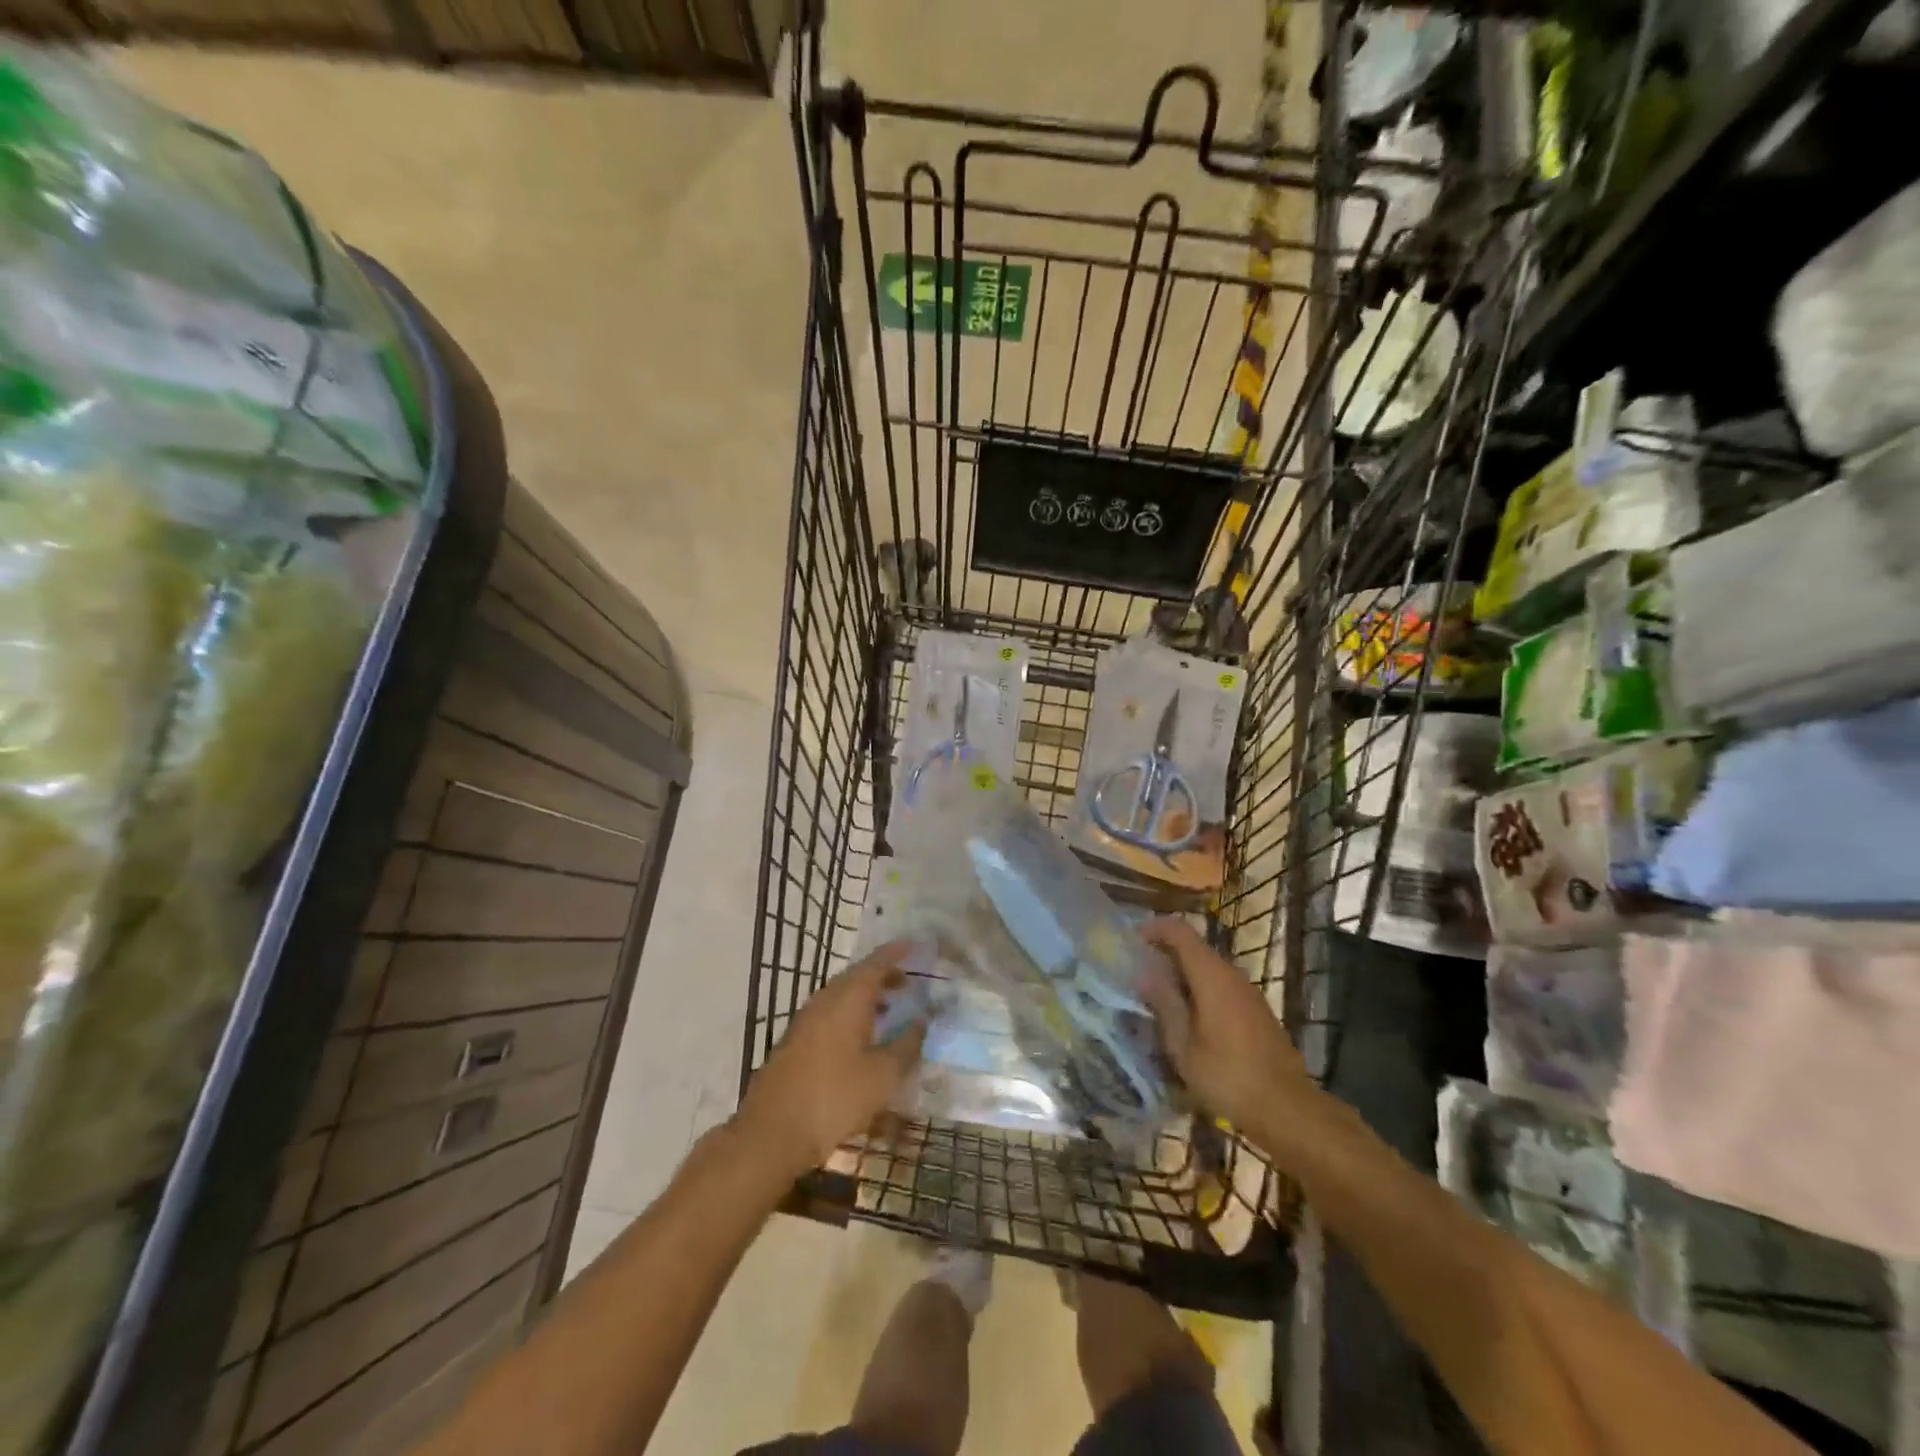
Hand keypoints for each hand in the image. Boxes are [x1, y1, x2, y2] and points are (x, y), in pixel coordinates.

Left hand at [734, 944, 926, 1176]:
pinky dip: (852, 1013)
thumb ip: (907, 1044)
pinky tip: (862, 1036)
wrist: (772, 1132)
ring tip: (891, 1008)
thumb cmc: (834, 1098)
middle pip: (857, 976)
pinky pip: (831, 1012)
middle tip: (908, 981)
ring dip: (867, 996)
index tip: (915, 946)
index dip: (896, 953)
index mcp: (848, 998)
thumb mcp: (882, 1075)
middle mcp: (825, 999)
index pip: (876, 963)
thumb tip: (922, 1020)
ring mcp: (806, 1019)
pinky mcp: (796, 1040)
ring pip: (842, 995)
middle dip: (883, 975)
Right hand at [1139, 918, 1317, 1135]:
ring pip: (1207, 968)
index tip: (1131, 940)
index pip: (1180, 931)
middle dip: (1164, 954)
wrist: (1286, 1109)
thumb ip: (1164, 1003)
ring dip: (1181, 975)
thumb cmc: (1227, 1075)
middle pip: (1194, 948)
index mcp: (1212, 975)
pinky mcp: (1256, 1011)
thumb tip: (1144, 973)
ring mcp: (1247, 992)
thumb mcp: (1183, 1044)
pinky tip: (1186, 1017)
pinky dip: (1198, 990)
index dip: (1154, 928)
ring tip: (1156, 997)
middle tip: (1137, 973)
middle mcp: (1232, 974)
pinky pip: (1220, 986)